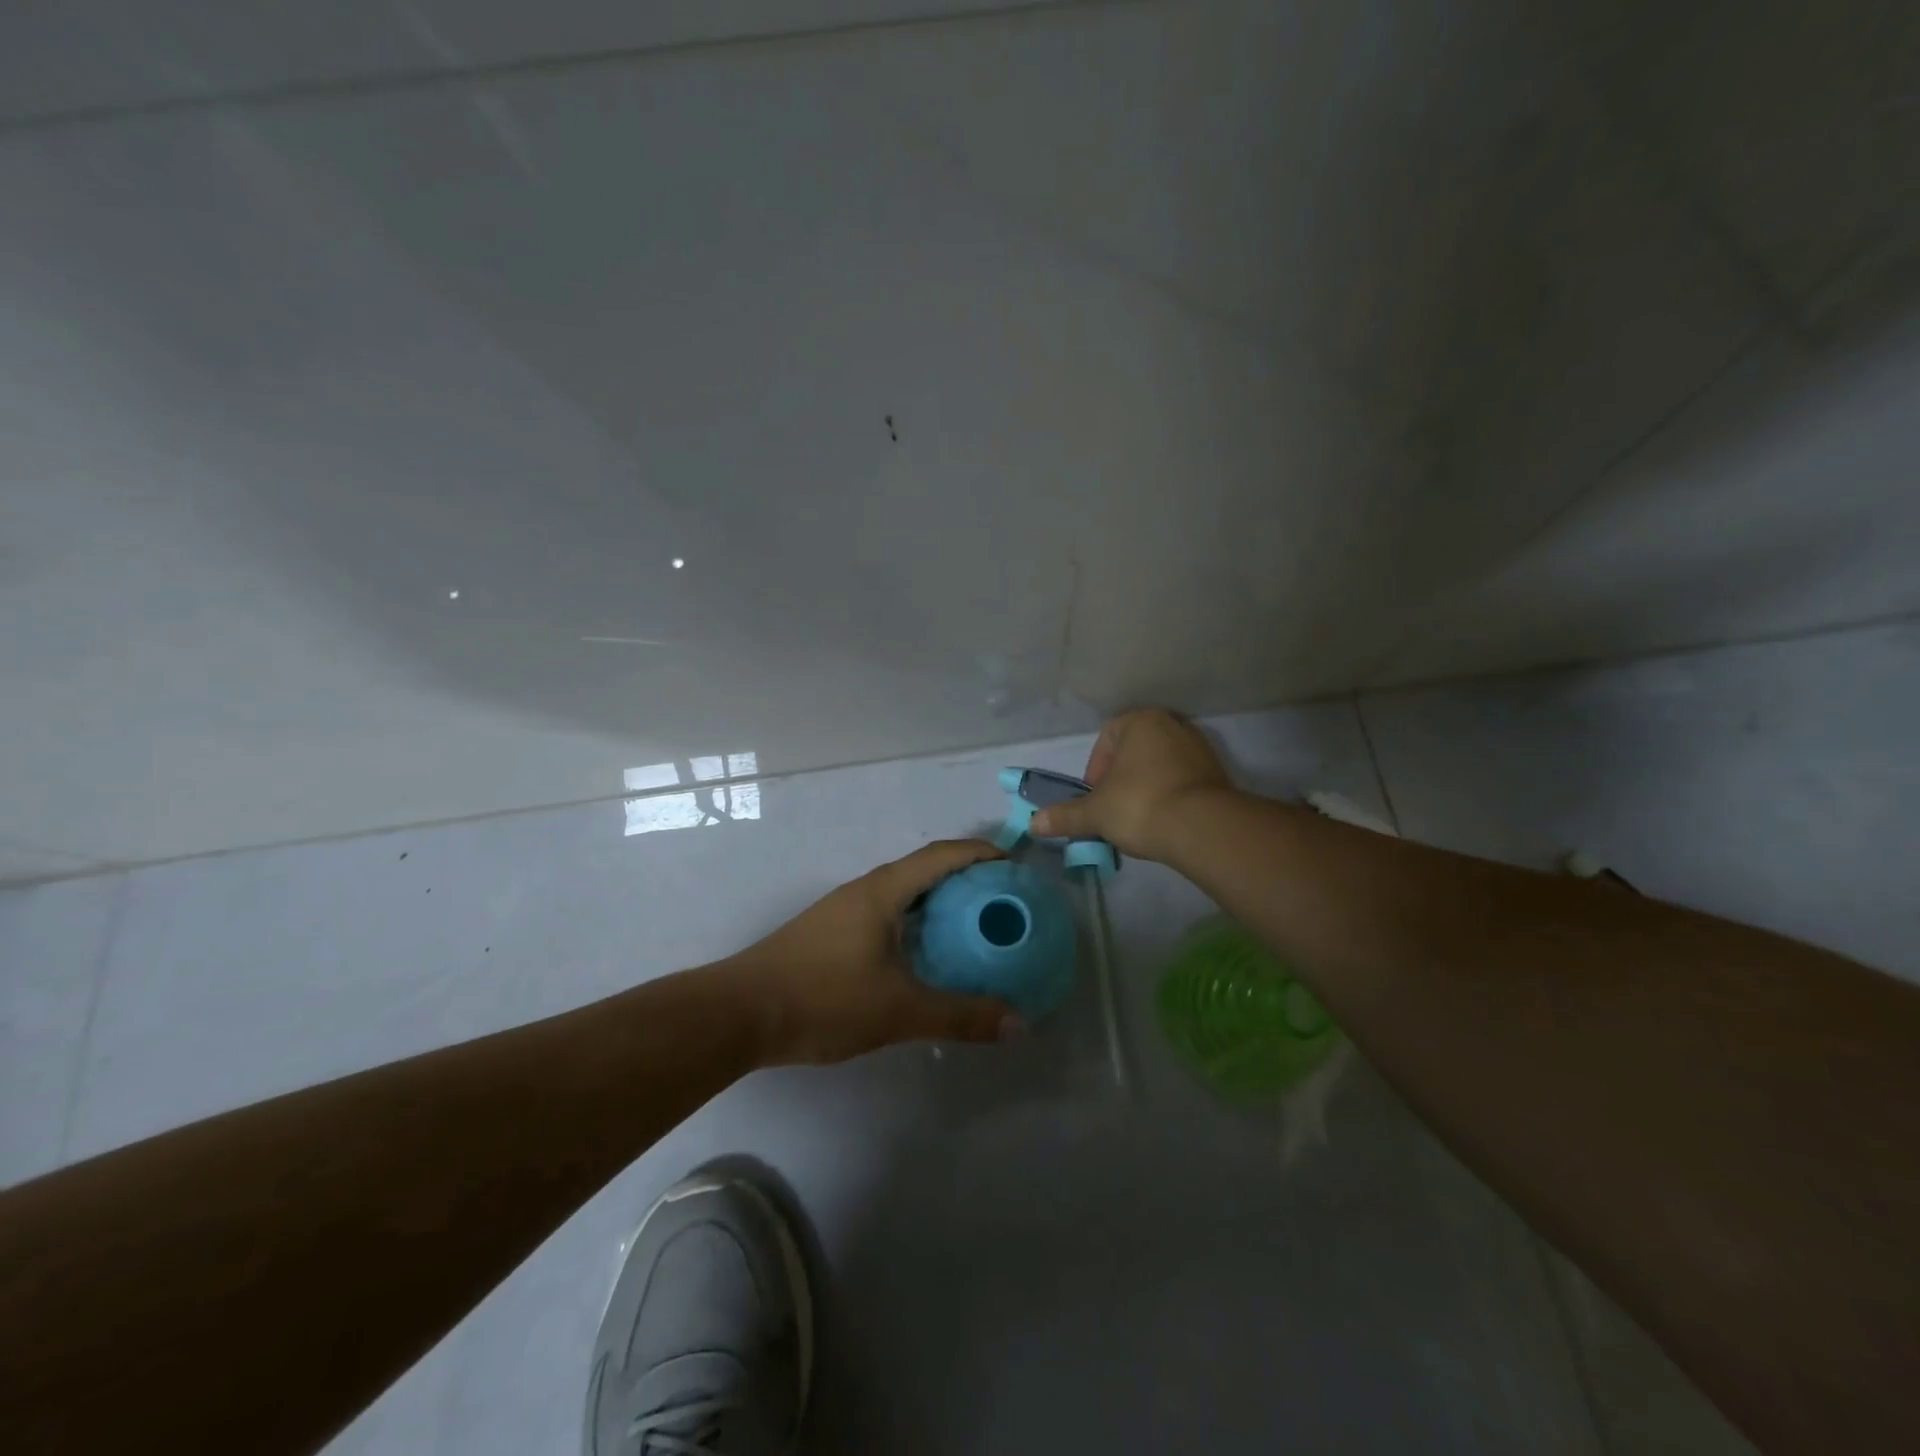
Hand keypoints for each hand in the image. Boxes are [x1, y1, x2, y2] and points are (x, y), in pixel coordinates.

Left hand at [724, 839, 1022, 1064]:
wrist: (739, 1013)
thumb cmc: (822, 998)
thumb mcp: (898, 1010)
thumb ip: (960, 1016)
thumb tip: (1018, 1024)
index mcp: (882, 891)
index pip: (941, 855)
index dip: (980, 853)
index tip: (1014, 864)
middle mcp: (863, 891)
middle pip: (923, 869)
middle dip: (964, 877)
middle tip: (1001, 901)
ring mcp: (842, 911)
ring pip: (901, 894)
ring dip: (936, 901)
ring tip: (971, 926)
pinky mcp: (829, 934)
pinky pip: (885, 914)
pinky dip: (914, 922)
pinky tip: (923, 954)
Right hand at [1029, 709, 1231, 861]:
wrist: (1203, 828)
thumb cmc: (1140, 805)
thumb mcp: (1095, 813)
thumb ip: (1065, 815)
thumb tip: (1033, 823)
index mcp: (1141, 721)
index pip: (1107, 738)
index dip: (1095, 770)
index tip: (1095, 799)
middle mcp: (1173, 725)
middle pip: (1134, 753)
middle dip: (1120, 780)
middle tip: (1113, 810)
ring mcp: (1199, 748)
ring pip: (1159, 767)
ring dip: (1145, 789)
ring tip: (1138, 820)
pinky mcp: (1218, 774)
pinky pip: (1182, 781)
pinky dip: (1169, 797)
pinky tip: (1163, 822)